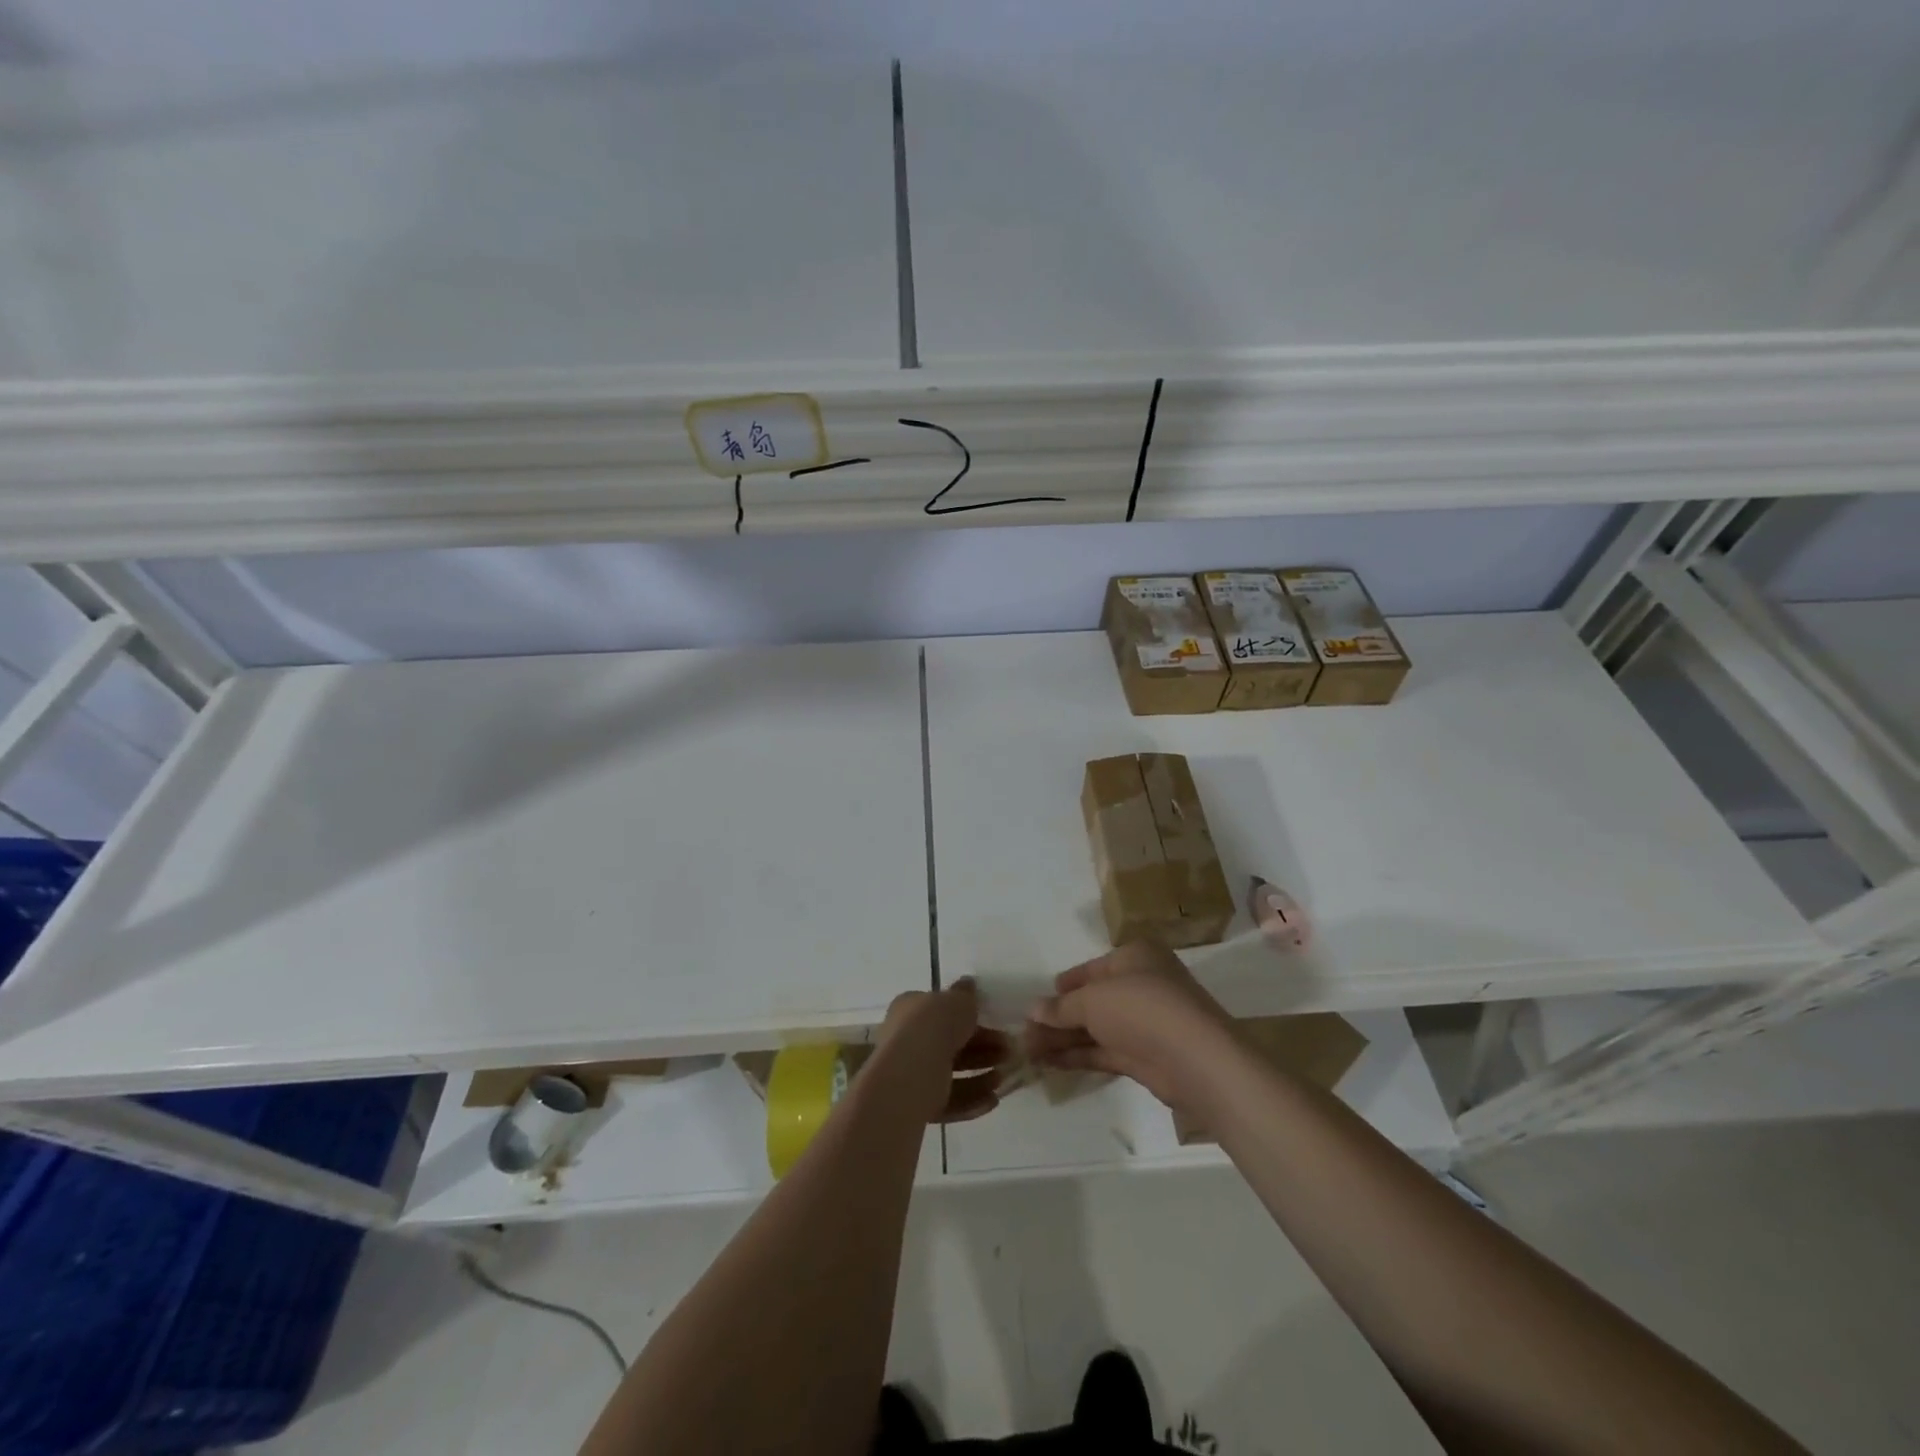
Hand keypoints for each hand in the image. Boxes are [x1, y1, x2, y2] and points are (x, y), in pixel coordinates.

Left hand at [875, 978, 1011, 1124]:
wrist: (911, 1072)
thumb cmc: (934, 1026)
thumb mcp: (957, 1000)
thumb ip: (966, 994)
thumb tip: (969, 983)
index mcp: (910, 1010)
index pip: (941, 1011)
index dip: (970, 1017)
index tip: (996, 1024)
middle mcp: (905, 1040)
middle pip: (949, 1043)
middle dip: (981, 1048)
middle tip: (1007, 1051)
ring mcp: (909, 1072)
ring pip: (949, 1073)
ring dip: (979, 1076)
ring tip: (1002, 1078)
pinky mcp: (915, 1103)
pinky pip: (947, 1100)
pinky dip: (970, 1099)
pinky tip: (993, 1100)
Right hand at [1024, 941, 1233, 1107]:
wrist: (1195, 1059)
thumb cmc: (1142, 1008)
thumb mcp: (1093, 999)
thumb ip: (1062, 1007)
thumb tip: (1033, 1011)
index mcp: (1136, 957)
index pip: (1093, 968)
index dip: (1065, 984)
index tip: (1039, 1000)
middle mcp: (1142, 985)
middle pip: (1092, 1000)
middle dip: (1058, 1016)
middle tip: (1025, 1031)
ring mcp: (1145, 1023)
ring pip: (1096, 1028)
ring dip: (1063, 1038)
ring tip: (1028, 1050)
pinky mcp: (1145, 1056)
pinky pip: (1104, 1051)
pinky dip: (1077, 1055)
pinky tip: (1049, 1062)